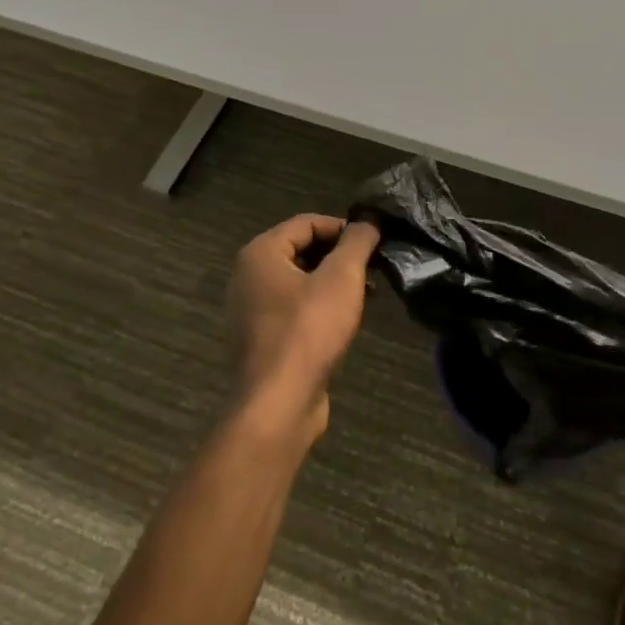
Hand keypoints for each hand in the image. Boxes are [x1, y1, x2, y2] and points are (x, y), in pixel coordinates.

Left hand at [225, 214, 379, 441]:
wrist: (278, 404)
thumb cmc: (309, 330)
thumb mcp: (342, 277)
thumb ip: (357, 242)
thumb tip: (369, 220)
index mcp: (261, 253)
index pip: (307, 222)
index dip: (344, 227)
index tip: (374, 242)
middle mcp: (250, 276)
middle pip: (303, 249)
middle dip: (341, 256)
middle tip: (374, 268)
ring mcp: (253, 310)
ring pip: (302, 281)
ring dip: (335, 282)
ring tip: (368, 295)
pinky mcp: (264, 338)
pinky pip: (296, 309)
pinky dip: (322, 306)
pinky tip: (347, 321)